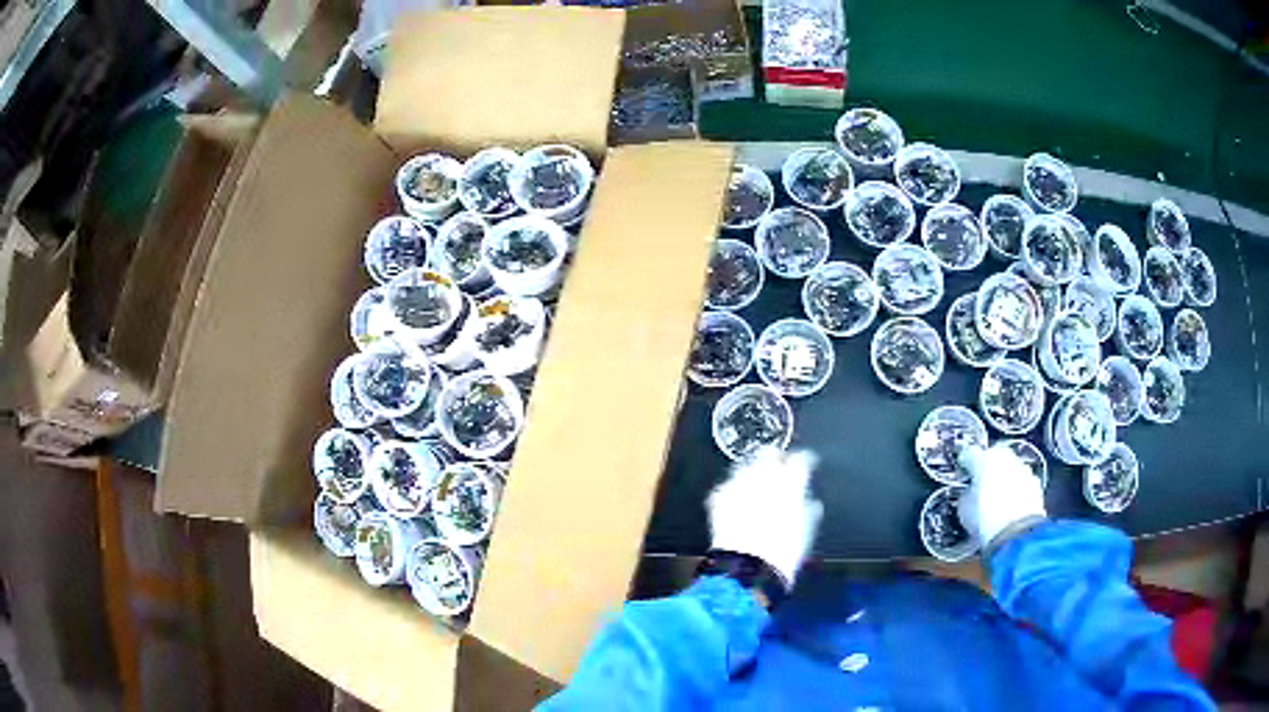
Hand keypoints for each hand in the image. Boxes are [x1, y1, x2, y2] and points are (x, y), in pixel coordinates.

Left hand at [707, 448, 822, 586]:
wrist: (746, 568)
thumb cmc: (782, 553)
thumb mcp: (805, 531)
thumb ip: (807, 509)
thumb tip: (809, 503)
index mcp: (791, 483)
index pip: (801, 459)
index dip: (805, 461)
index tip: (806, 465)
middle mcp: (763, 477)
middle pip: (769, 454)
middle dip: (775, 459)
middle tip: (778, 470)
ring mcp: (738, 485)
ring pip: (746, 466)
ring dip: (753, 473)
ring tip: (755, 486)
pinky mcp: (718, 497)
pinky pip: (727, 486)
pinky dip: (733, 490)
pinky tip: (737, 502)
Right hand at [958, 445, 1046, 549]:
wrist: (1016, 535)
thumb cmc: (988, 520)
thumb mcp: (963, 508)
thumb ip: (966, 493)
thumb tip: (969, 494)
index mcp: (984, 458)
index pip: (969, 453)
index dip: (964, 464)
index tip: (962, 472)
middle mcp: (1005, 458)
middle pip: (993, 456)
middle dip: (986, 468)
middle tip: (979, 485)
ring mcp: (1022, 469)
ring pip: (1009, 468)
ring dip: (1002, 478)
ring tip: (995, 499)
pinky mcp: (1034, 483)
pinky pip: (1021, 482)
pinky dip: (1015, 490)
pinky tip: (1008, 506)